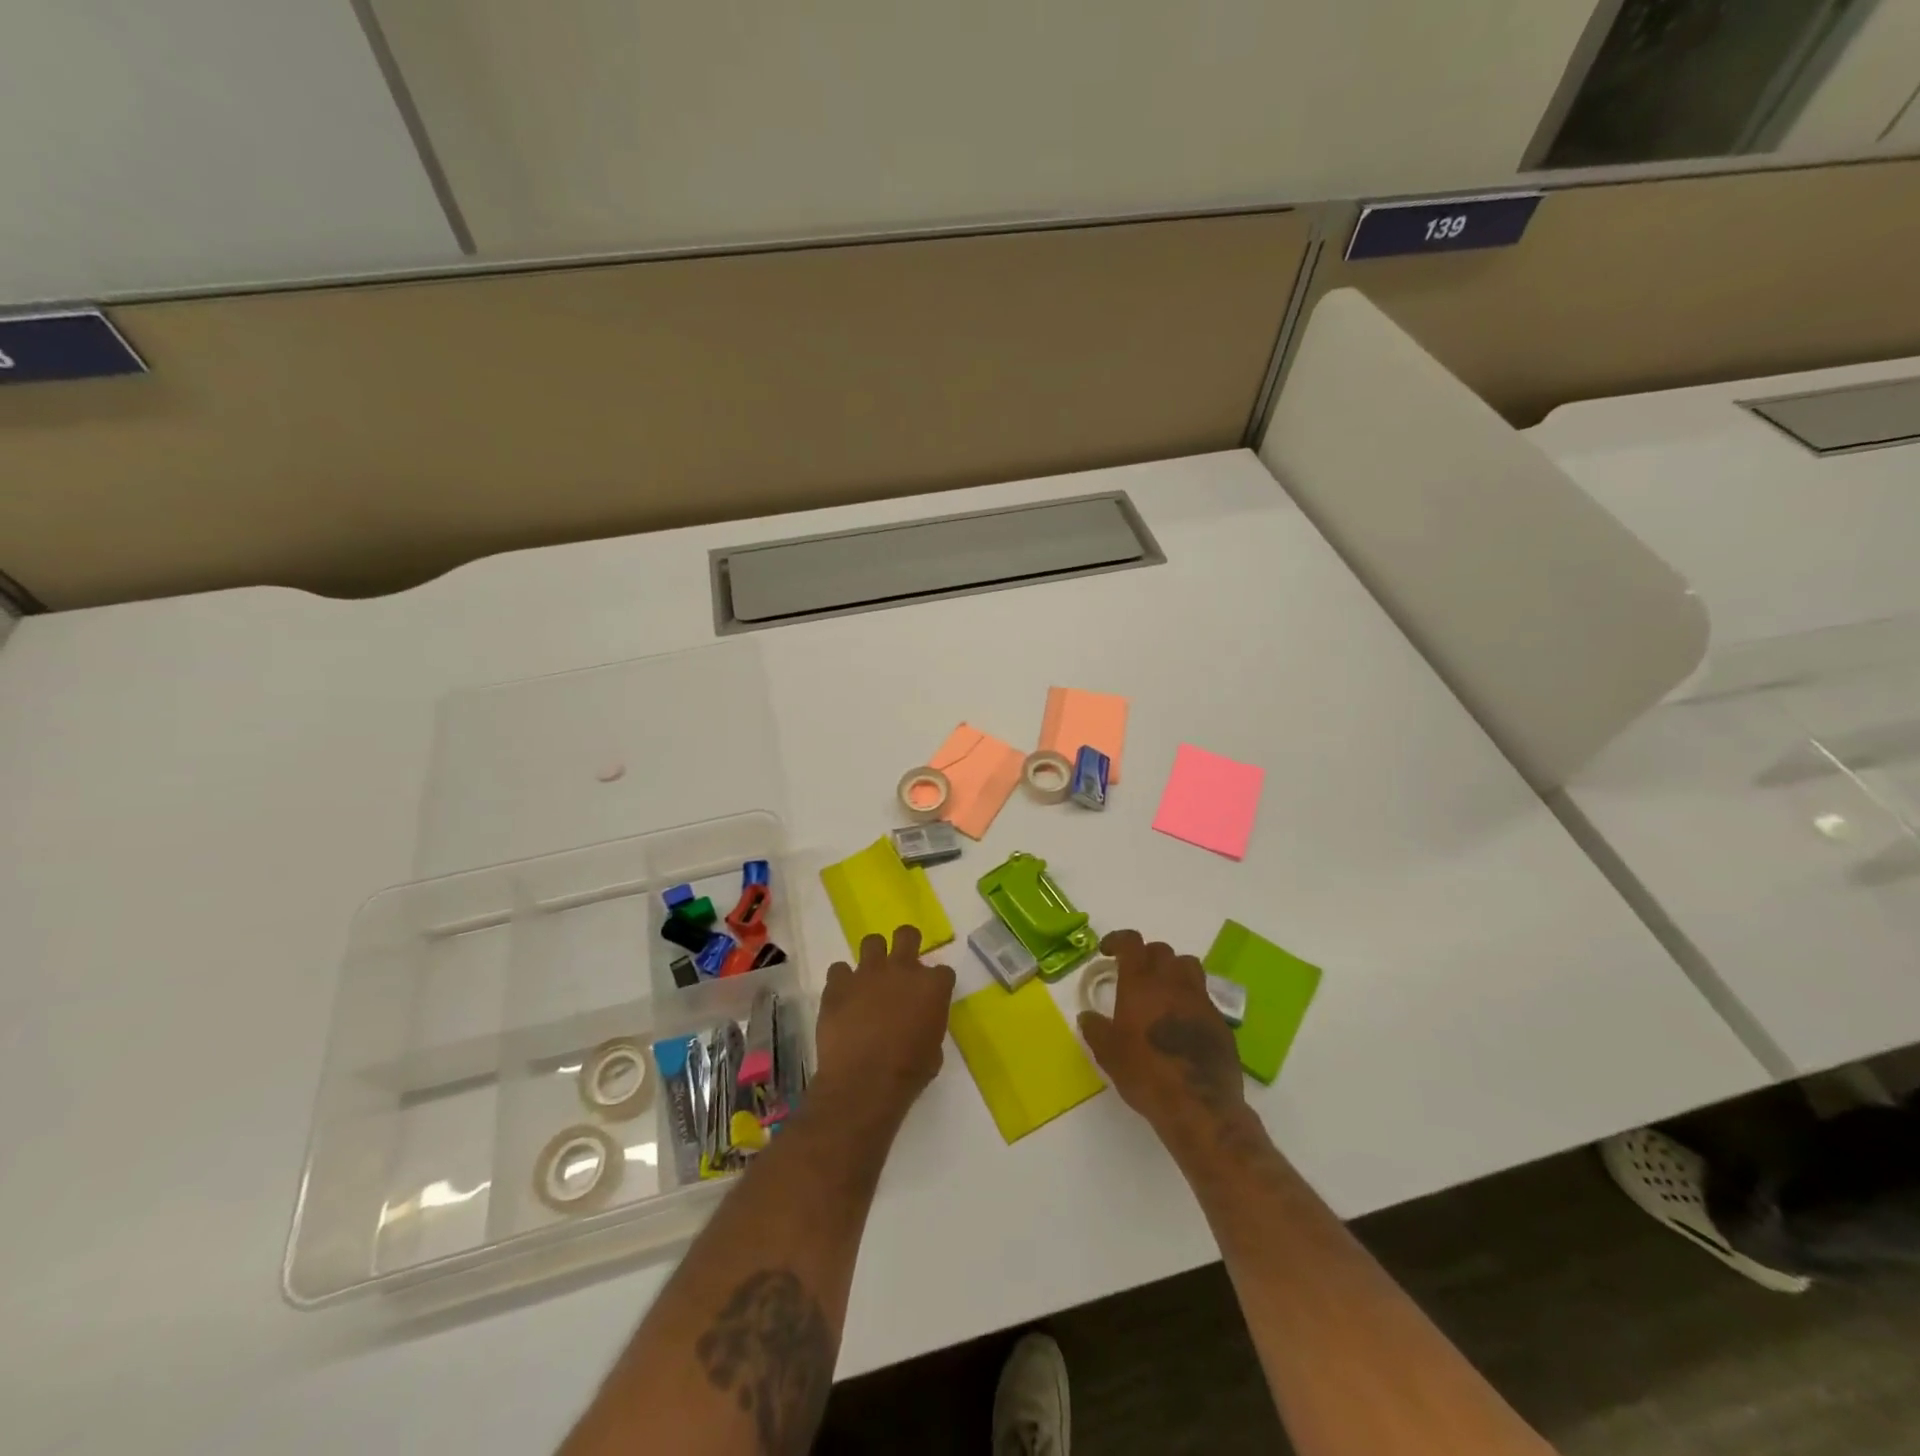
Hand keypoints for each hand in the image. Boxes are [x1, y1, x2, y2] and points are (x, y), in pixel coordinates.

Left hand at [813, 925, 955, 1121]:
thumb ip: (929, 1025)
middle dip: (907, 943)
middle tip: (901, 964)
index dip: (936, 984)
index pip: (943, 971)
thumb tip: (919, 1022)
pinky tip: (843, 998)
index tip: (930, 997)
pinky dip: (842, 982)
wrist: (863, 1082)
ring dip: (873, 957)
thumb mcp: (933, 1051)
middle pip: (907, 935)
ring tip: (869, 978)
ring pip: (871, 942)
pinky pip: (839, 970)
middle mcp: (901, 969)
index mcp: (932, 986)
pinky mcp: (838, 984)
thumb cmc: (908, 1073)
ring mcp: (867, 973)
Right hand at [1078, 929, 1247, 1151]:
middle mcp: (1172, 982)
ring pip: (1187, 965)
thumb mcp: (1109, 1054)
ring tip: (1162, 989)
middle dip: (1145, 955)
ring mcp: (1199, 999)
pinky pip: (1203, 994)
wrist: (1199, 1105)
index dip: (1118, 940)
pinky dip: (1190, 996)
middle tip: (1134, 973)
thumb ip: (1095, 1030)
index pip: (1132, 943)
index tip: (1108, 951)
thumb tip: (1087, 1016)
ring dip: (1172, 969)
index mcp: (1141, 984)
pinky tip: (1182, 1020)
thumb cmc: (1146, 1074)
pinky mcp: (1219, 1020)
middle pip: (1161, 950)